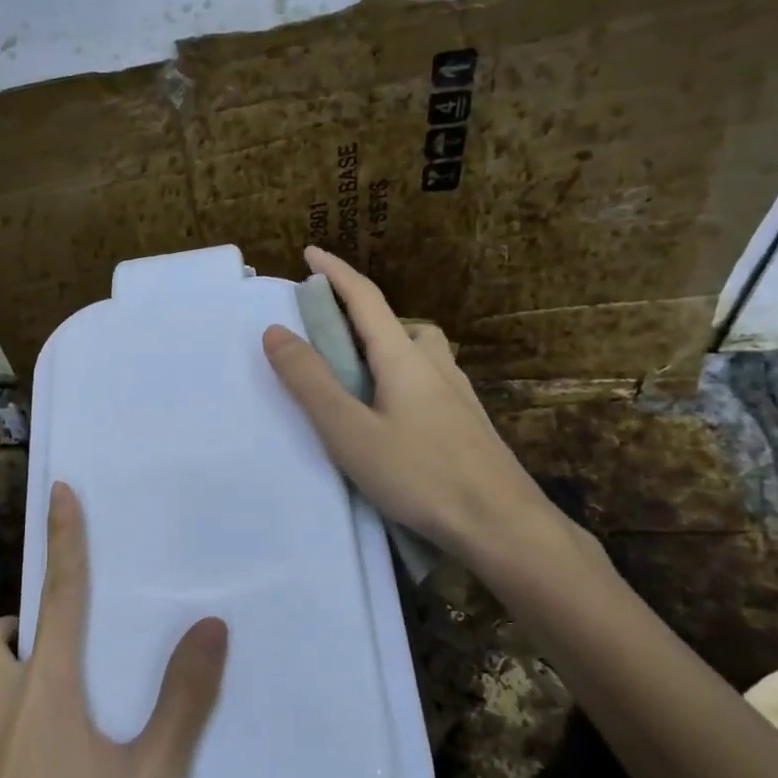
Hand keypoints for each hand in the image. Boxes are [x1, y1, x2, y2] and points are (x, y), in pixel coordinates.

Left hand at [0, 482, 227, 777]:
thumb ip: (184, 700)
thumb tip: (210, 627)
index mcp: (43, 689)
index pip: (60, 593)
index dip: (65, 539)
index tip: (59, 491)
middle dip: (19, 626)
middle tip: (59, 654)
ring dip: (12, 684)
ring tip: (58, 732)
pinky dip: (0, 733)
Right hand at [262, 245, 554, 571]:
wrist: (501, 524)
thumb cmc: (418, 474)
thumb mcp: (349, 431)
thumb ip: (310, 382)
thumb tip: (276, 332)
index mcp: (403, 359)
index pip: (366, 300)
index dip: (336, 273)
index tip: (311, 253)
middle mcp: (435, 366)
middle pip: (397, 324)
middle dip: (362, 317)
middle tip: (330, 338)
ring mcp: (458, 395)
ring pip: (418, 354)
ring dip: (386, 350)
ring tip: (358, 383)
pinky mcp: (468, 423)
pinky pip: (429, 382)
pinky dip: (402, 380)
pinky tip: (394, 419)